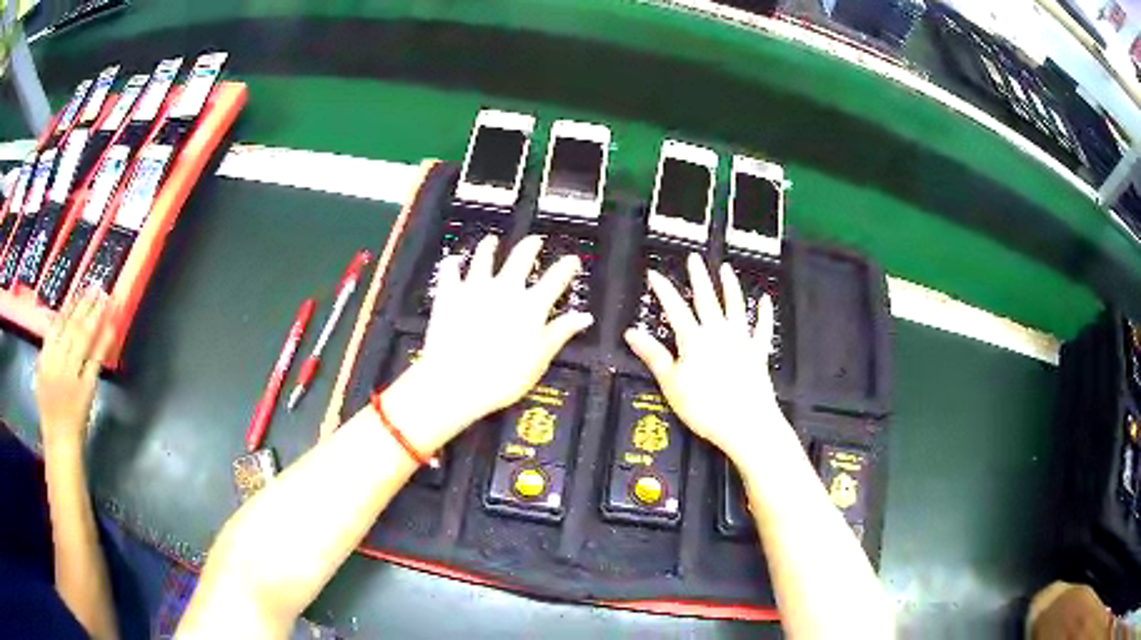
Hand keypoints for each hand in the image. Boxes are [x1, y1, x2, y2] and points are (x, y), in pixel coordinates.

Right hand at [35, 291, 115, 451]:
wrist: (60, 443)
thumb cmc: (49, 414)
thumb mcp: (39, 379)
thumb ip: (45, 354)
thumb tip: (52, 327)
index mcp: (45, 358)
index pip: (57, 324)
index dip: (70, 305)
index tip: (80, 290)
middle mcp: (57, 361)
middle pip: (72, 326)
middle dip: (84, 303)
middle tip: (96, 285)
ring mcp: (71, 373)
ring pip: (83, 337)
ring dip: (95, 314)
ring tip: (105, 297)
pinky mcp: (85, 387)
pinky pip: (95, 359)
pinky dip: (103, 341)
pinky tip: (111, 326)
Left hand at [393, 235, 592, 450]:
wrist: (455, 381)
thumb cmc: (502, 377)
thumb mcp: (539, 360)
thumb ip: (560, 333)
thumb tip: (584, 317)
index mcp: (531, 305)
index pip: (556, 278)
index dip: (567, 266)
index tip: (572, 260)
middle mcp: (505, 289)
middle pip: (521, 257)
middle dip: (530, 246)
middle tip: (535, 241)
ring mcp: (474, 288)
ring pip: (484, 257)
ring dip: (489, 246)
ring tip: (492, 240)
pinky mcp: (449, 294)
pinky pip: (449, 271)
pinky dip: (451, 263)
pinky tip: (452, 260)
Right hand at [624, 253, 783, 464]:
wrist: (745, 423)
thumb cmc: (705, 407)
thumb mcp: (671, 383)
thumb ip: (653, 356)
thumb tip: (632, 333)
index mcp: (694, 340)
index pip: (675, 308)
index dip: (663, 290)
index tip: (655, 274)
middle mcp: (718, 333)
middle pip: (707, 299)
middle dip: (699, 278)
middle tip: (694, 258)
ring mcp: (741, 341)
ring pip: (735, 306)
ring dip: (730, 287)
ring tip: (726, 270)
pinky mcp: (758, 353)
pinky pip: (762, 329)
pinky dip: (764, 313)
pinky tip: (765, 301)